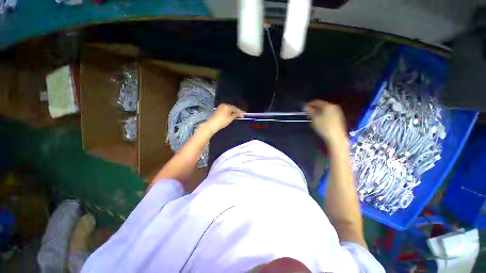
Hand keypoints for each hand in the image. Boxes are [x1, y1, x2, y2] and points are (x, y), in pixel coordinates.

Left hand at [205, 104, 244, 133]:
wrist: (212, 124)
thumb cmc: (222, 121)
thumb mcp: (230, 118)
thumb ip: (236, 115)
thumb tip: (240, 114)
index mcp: (227, 106)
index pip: (235, 108)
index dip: (240, 111)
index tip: (244, 114)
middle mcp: (224, 105)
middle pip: (232, 107)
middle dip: (236, 111)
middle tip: (241, 115)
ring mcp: (220, 107)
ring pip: (228, 109)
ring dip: (233, 112)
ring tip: (237, 115)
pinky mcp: (218, 110)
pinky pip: (225, 110)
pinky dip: (229, 112)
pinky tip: (231, 115)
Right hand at [304, 100, 346, 144]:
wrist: (336, 137)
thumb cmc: (324, 127)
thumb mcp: (314, 119)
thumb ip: (309, 111)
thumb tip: (305, 107)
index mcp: (328, 106)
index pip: (316, 102)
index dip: (309, 104)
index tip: (304, 108)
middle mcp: (333, 107)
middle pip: (322, 105)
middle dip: (314, 108)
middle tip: (308, 113)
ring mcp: (337, 112)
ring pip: (325, 109)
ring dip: (318, 112)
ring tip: (312, 117)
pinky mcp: (338, 117)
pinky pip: (328, 113)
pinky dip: (323, 115)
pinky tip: (319, 120)